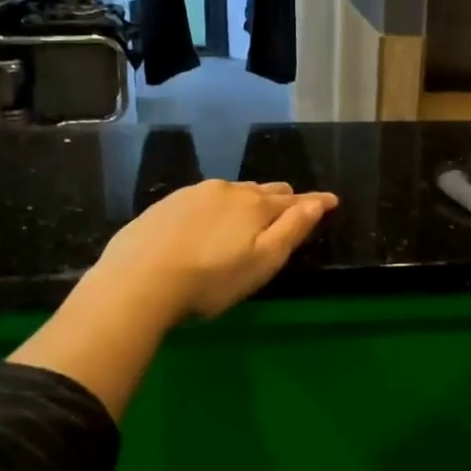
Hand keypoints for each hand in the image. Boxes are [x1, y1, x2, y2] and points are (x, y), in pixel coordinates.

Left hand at [94, 179, 338, 321]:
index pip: (294, 200)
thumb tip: (318, 202)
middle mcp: (228, 190)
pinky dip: (216, 207)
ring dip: (247, 201)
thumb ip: (292, 229)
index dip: (315, 202)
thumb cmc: (211, 280)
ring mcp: (194, 194)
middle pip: (263, 191)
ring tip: (249, 214)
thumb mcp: (262, 262)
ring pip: (232, 192)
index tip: (331, 201)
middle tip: (290, 209)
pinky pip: (203, 199)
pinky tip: (208, 222)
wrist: (139, 280)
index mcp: (256, 205)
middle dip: (280, 199)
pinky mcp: (166, 204)